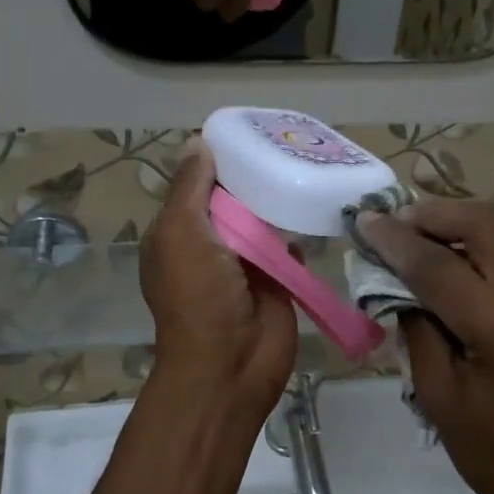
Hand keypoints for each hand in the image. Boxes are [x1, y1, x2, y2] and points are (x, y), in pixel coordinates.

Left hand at [142, 142, 298, 423]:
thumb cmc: (197, 295)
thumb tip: (197, 142)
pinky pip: (289, 242)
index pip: (197, 184)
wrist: (231, 362)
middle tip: (286, 141)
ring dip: (278, 199)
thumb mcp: (180, 233)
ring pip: (263, 218)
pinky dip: (299, 227)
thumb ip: (190, 188)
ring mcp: (245, 261)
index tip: (248, 131)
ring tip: (306, 161)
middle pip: (233, 198)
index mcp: (178, 231)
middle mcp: (210, 242)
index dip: (217, 160)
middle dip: (253, 175)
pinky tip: (316, 200)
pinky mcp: (277, 277)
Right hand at [357, 200, 493, 493]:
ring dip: (464, 215)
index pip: (440, 267)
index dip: (396, 241)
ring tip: (426, 229)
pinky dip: (490, 230)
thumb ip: (416, 330)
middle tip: (397, 223)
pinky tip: (462, 246)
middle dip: (433, 214)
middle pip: (485, 223)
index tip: (365, 222)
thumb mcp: (438, 397)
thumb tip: (395, 280)